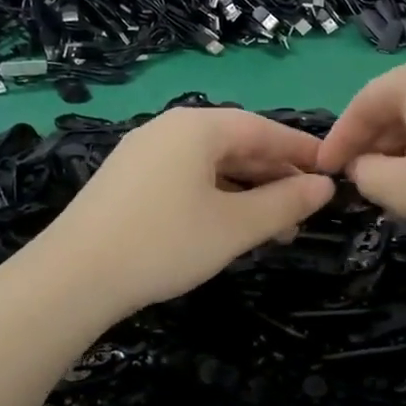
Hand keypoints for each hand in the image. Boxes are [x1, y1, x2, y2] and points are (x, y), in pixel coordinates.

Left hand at [42, 106, 334, 315]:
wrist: (72, 278)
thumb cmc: (164, 244)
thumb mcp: (235, 227)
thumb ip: (285, 204)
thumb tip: (325, 187)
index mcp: (198, 127)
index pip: (264, 130)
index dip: (302, 150)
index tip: (333, 171)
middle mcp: (169, 129)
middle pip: (236, 145)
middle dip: (274, 177)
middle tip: (306, 210)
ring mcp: (143, 153)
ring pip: (210, 165)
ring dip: (246, 193)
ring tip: (273, 229)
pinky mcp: (127, 180)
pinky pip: (185, 178)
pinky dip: (215, 198)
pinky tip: (227, 227)